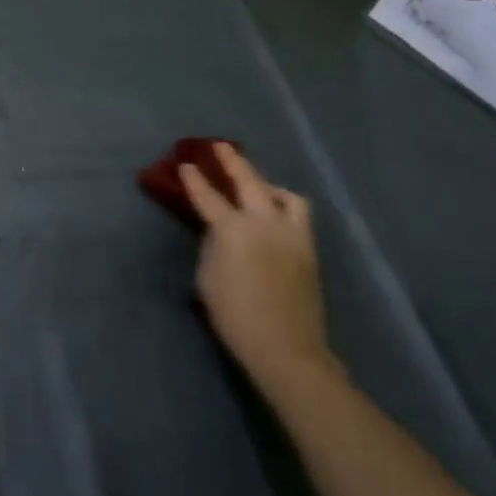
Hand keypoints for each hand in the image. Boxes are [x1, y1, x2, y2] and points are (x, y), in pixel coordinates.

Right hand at [177, 143, 334, 392]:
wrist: (285, 347)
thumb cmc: (234, 316)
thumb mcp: (207, 277)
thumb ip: (212, 245)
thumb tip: (218, 232)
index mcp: (233, 230)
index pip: (209, 197)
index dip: (195, 180)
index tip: (186, 164)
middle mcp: (265, 223)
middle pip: (250, 182)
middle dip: (233, 162)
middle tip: (220, 147)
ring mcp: (292, 234)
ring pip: (284, 196)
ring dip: (267, 185)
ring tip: (256, 187)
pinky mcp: (308, 249)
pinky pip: (297, 215)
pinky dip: (283, 206)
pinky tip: (274, 215)